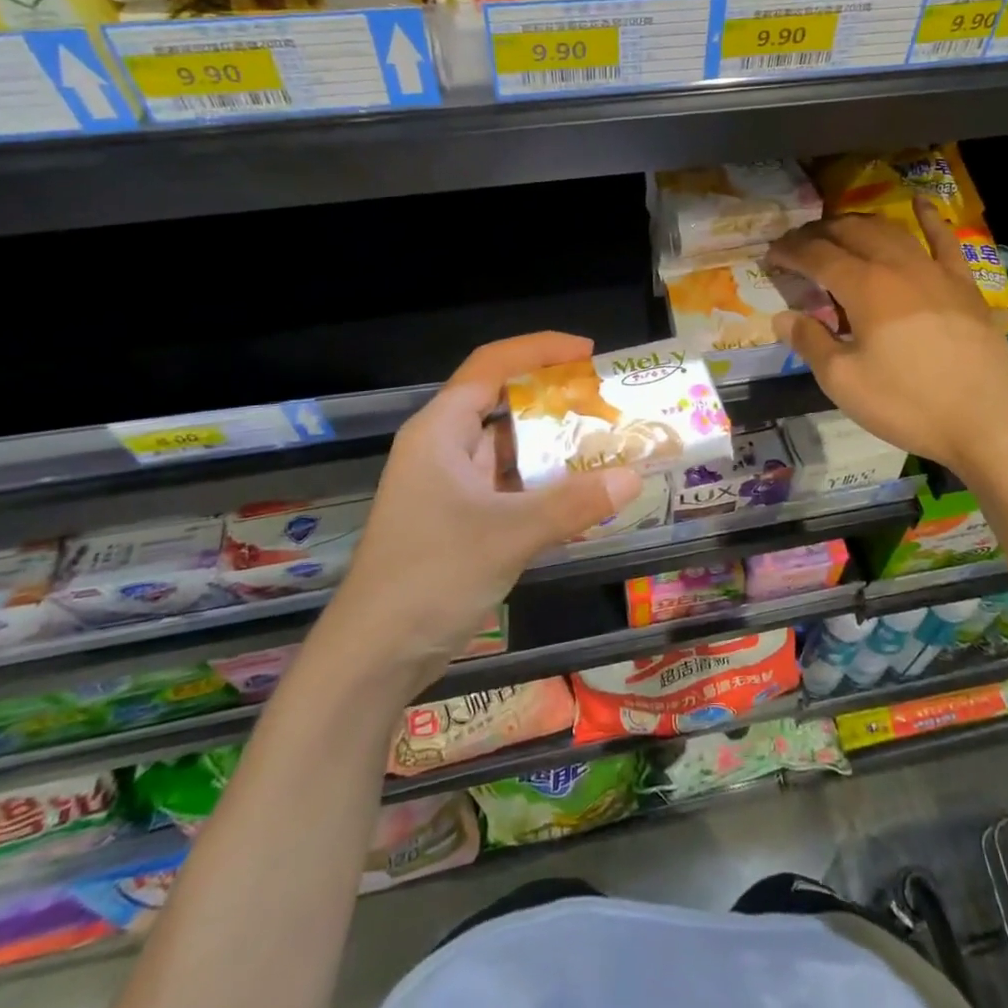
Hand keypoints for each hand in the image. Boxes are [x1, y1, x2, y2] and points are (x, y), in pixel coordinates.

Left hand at [316, 333, 641, 699]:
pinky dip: (544, 483)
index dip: (540, 349)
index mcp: (440, 431)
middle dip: (555, 399)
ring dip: (553, 445)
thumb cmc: (431, 577)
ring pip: (509, 449)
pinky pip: (510, 486)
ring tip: (607, 442)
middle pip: (503, 403)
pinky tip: (583, 491)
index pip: (491, 366)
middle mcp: (444, 448)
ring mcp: (451, 487)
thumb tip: (633, 478)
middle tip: (608, 403)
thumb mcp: (508, 535)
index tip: (590, 353)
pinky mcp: (461, 520)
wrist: (374, 658)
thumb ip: (572, 504)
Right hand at [766, 200, 1007, 478]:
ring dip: (859, 224)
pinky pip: (944, 240)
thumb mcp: (844, 381)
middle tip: (799, 244)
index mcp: (865, 287)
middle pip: (851, 233)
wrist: (990, 420)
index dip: (790, 252)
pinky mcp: (963, 284)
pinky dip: (928, 218)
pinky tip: (919, 204)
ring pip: (890, 230)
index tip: (770, 255)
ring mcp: (935, 271)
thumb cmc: (909, 403)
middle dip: (819, 233)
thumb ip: (810, 343)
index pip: (817, 256)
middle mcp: (898, 266)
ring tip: (839, 229)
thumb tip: (782, 317)